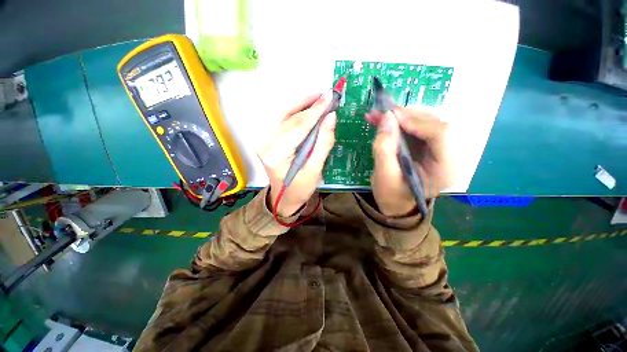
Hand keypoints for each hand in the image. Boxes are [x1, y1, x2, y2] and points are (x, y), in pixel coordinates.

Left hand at [257, 93, 336, 216]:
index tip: (329, 96)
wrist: (284, 198)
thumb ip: (323, 142)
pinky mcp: (266, 139)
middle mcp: (265, 143)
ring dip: (301, 104)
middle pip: (288, 117)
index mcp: (277, 154)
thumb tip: (331, 117)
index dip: (315, 110)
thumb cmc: (300, 188)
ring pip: (282, 114)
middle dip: (308, 104)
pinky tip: (306, 108)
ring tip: (318, 99)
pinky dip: (294, 111)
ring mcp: (263, 140)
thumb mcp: (315, 169)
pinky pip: (281, 119)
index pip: (298, 126)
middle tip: (325, 95)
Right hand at [365, 107, 453, 216]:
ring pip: (424, 122)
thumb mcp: (383, 176)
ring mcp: (439, 149)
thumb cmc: (391, 195)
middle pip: (433, 124)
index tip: (391, 116)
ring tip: (377, 116)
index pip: (441, 134)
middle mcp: (449, 155)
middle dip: (405, 116)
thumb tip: (387, 117)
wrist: (395, 203)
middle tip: (381, 113)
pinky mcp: (428, 145)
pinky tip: (382, 120)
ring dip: (399, 117)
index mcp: (445, 169)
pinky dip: (398, 122)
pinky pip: (415, 127)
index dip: (417, 122)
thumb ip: (384, 148)